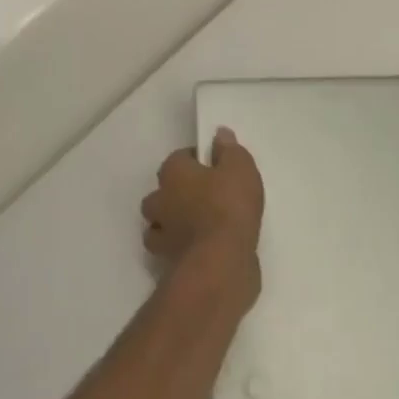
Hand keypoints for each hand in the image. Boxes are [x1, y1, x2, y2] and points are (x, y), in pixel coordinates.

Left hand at [141, 128, 264, 302]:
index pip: (179, 157)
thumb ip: (229, 150)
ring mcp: (161, 234)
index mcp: (173, 172)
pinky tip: (201, 250)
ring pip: (158, 223)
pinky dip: (180, 249)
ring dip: (172, 224)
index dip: (197, 161)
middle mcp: (160, 199)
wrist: (220, 263)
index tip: (216, 168)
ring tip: (198, 226)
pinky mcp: (168, 262)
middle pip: (162, 191)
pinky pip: (171, 250)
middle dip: (176, 193)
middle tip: (204, 197)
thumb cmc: (228, 206)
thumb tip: (220, 135)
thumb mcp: (239, 168)